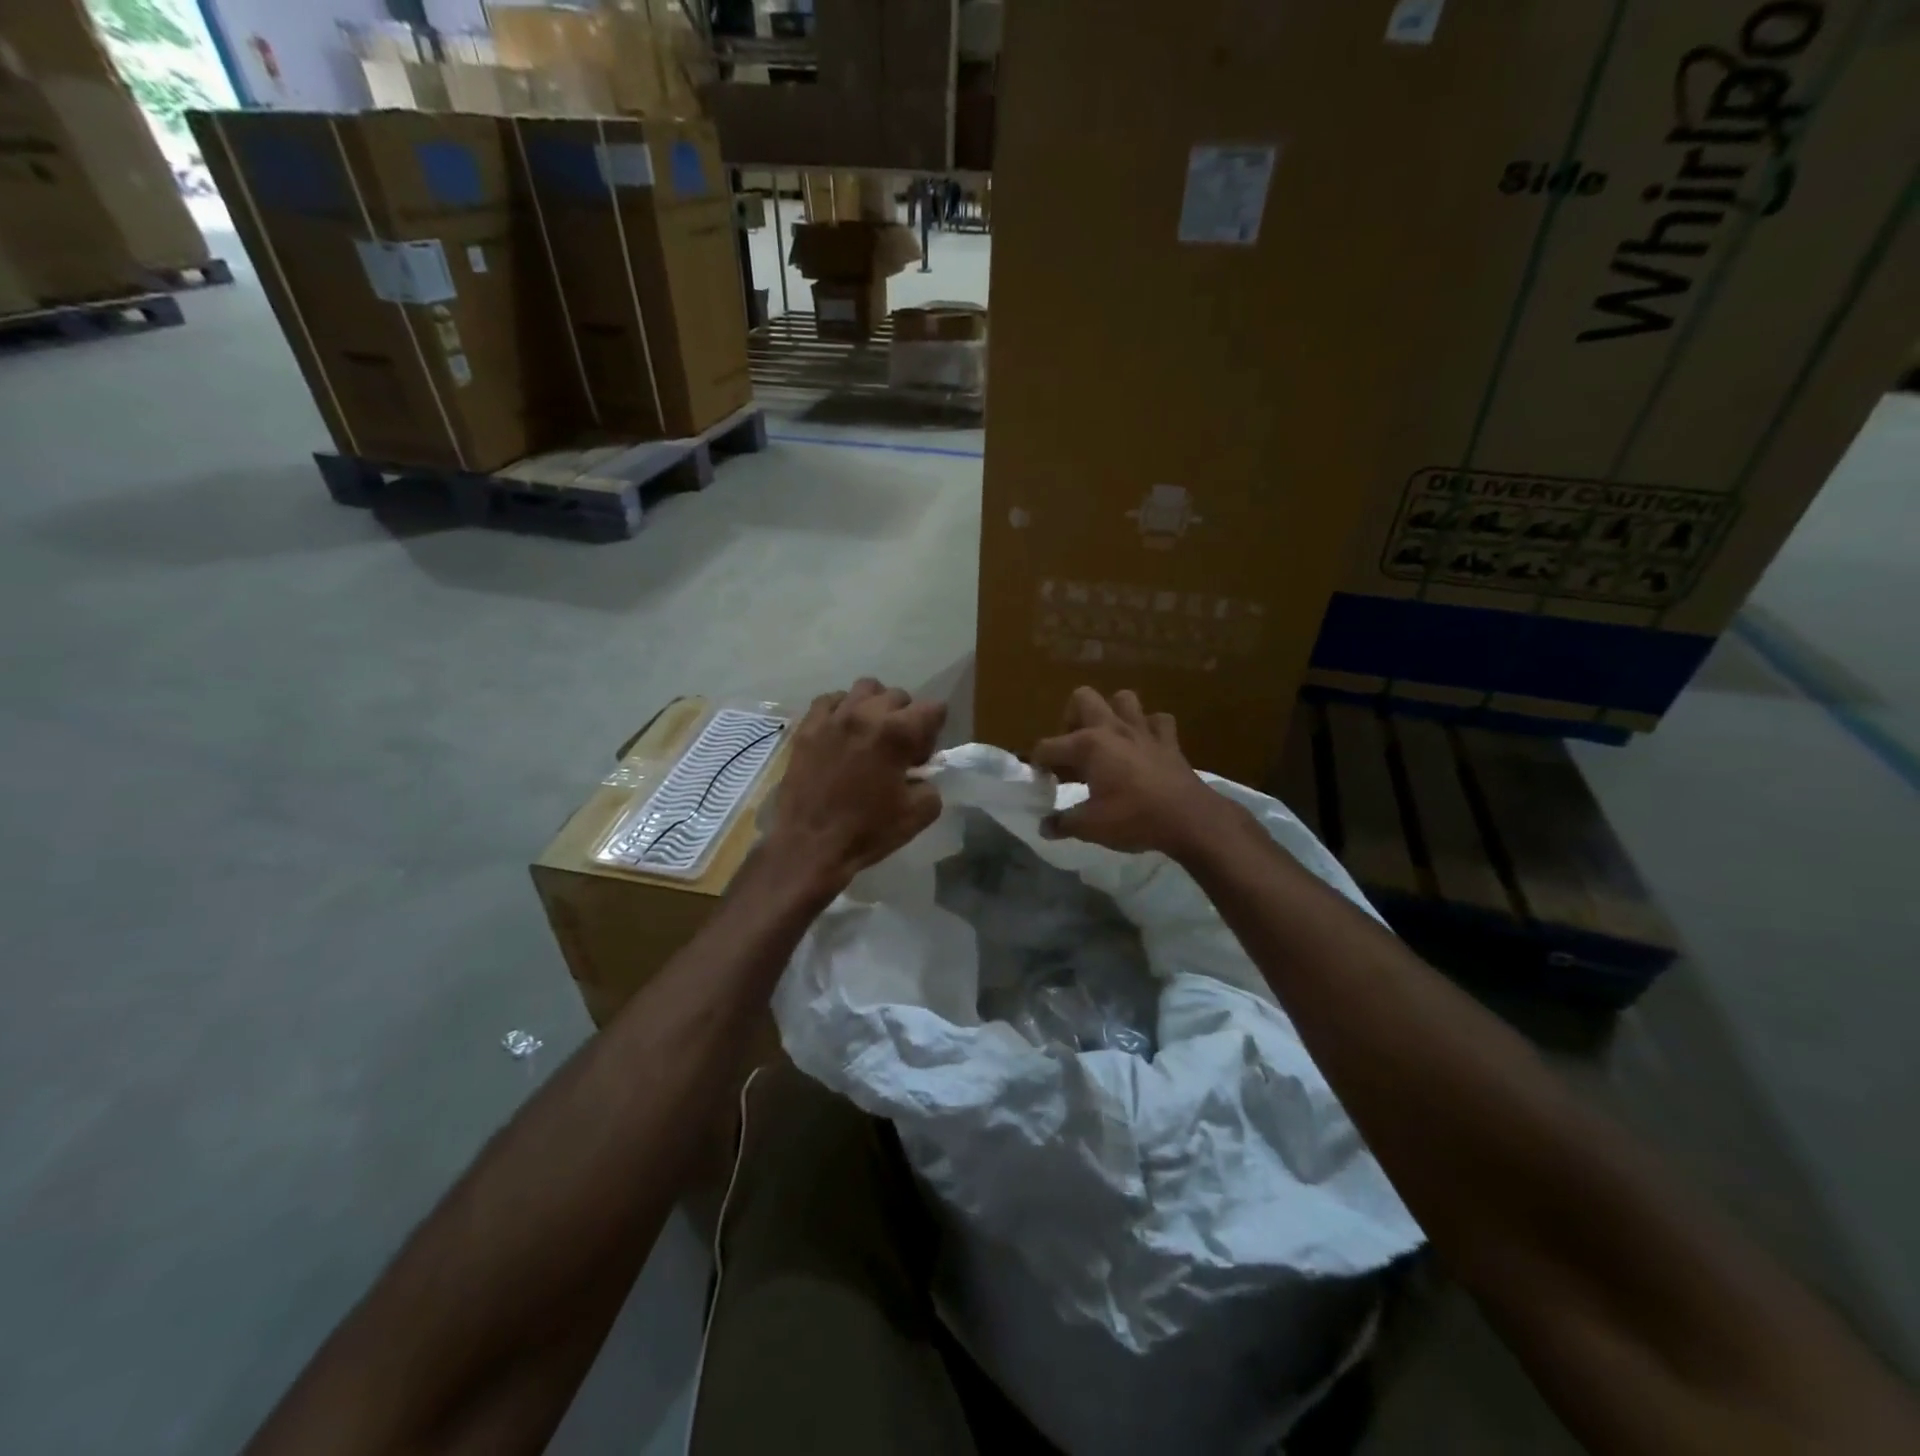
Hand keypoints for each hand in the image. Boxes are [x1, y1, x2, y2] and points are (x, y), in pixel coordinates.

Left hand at [764, 679, 946, 893]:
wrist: (809, 845)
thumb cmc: (867, 831)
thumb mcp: (919, 814)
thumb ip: (931, 785)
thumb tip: (922, 774)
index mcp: (897, 733)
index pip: (934, 708)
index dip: (933, 732)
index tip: (920, 757)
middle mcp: (866, 714)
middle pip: (899, 696)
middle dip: (906, 718)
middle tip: (897, 750)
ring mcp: (832, 717)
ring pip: (865, 689)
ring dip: (875, 706)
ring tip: (869, 733)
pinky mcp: (807, 727)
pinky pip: (829, 700)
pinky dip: (841, 709)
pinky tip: (841, 732)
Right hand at [1030, 687, 1232, 855]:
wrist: (1189, 819)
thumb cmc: (1134, 818)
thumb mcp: (1090, 827)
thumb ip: (1063, 823)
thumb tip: (1045, 827)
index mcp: (1088, 745)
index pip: (1047, 746)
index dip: (1038, 764)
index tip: (1042, 783)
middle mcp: (1112, 728)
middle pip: (1083, 698)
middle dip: (1071, 719)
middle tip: (1073, 750)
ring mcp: (1143, 730)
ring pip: (1123, 699)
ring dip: (1112, 713)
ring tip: (1107, 740)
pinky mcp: (1169, 740)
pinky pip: (1158, 721)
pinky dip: (1149, 729)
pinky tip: (1145, 746)